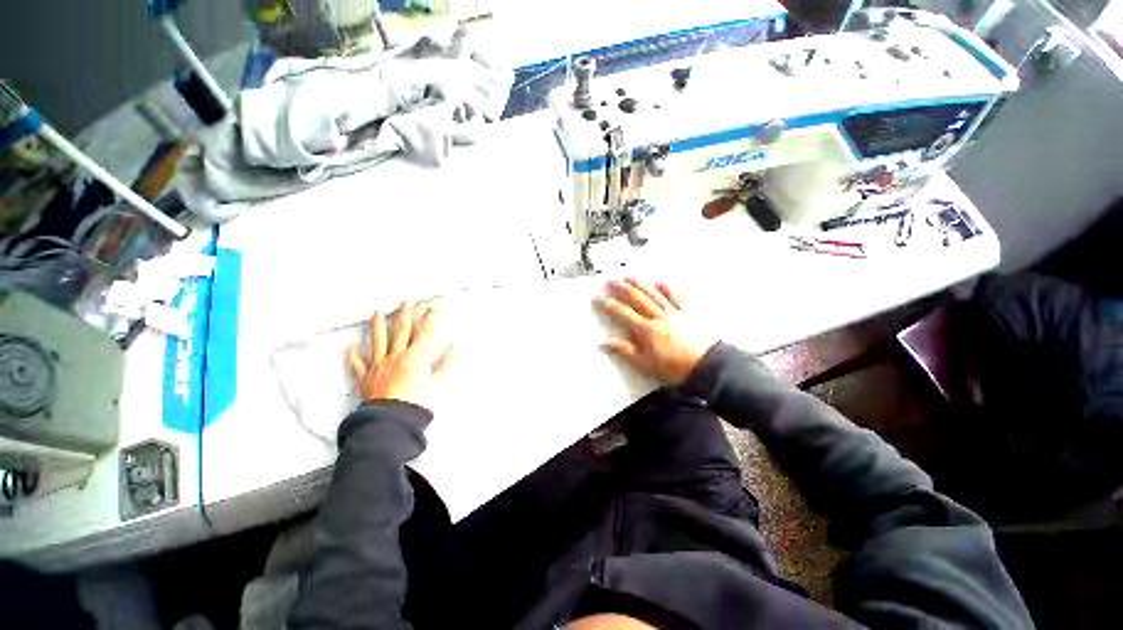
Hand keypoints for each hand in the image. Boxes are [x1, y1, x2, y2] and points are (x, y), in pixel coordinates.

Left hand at [348, 302, 454, 405]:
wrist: (390, 421)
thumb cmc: (416, 402)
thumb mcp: (437, 383)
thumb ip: (445, 363)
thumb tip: (452, 346)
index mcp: (415, 357)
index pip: (425, 332)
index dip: (431, 318)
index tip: (435, 306)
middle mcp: (396, 356)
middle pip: (401, 330)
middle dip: (405, 314)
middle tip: (406, 301)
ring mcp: (379, 365)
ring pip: (378, 340)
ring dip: (377, 325)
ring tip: (376, 312)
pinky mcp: (366, 377)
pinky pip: (358, 363)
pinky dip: (354, 354)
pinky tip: (351, 345)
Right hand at [595, 278, 717, 385]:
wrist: (707, 367)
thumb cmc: (674, 369)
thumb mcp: (646, 365)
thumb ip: (625, 351)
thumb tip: (604, 342)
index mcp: (646, 330)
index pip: (623, 313)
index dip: (609, 305)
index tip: (598, 297)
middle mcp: (658, 316)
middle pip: (637, 299)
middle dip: (622, 288)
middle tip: (610, 280)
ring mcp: (674, 313)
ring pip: (654, 294)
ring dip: (640, 284)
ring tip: (629, 275)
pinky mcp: (688, 313)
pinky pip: (676, 297)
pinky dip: (667, 289)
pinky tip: (660, 281)